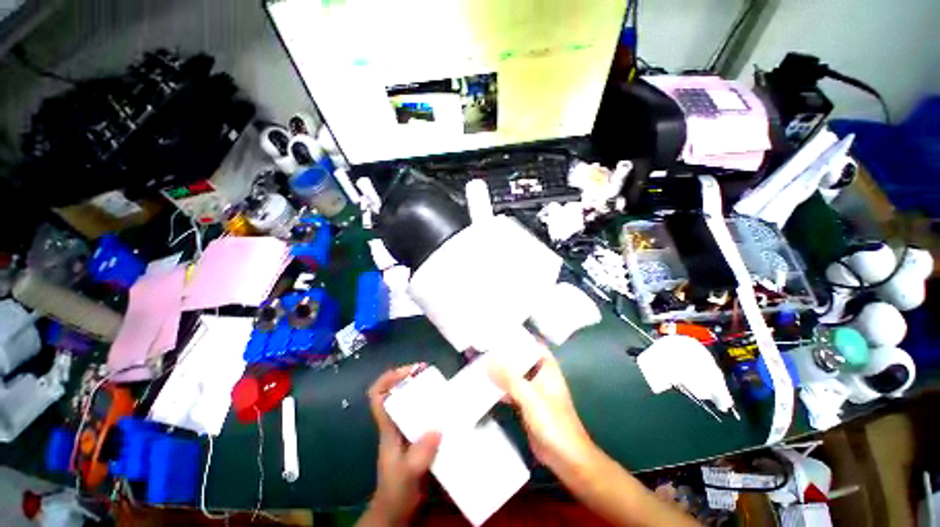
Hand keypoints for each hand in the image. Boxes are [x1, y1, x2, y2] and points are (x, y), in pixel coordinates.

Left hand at [360, 365, 441, 526]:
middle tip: (440, 381)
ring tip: (453, 399)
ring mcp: (409, 442)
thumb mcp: (408, 472)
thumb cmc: (396, 491)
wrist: (397, 511)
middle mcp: (397, 432)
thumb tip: (437, 427)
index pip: (378, 398)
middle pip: (399, 401)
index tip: (410, 370)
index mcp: (388, 432)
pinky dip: (441, 424)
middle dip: (415, 387)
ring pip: (415, 415)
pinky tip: (459, 426)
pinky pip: (429, 431)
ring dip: (430, 405)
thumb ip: (420, 452)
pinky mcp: (421, 452)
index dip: (388, 379)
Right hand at [487, 347, 596, 478]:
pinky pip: (511, 396)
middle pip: (523, 363)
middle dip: (505, 356)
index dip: (521, 340)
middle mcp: (543, 382)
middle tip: (480, 348)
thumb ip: (511, 379)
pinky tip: (483, 391)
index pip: (536, 349)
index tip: (498, 332)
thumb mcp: (531, 399)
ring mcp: (535, 398)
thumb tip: (490, 358)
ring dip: (500, 374)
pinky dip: (499, 391)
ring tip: (477, 365)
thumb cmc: (553, 424)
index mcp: (549, 374)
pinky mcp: (527, 413)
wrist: (563, 455)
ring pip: (516, 379)